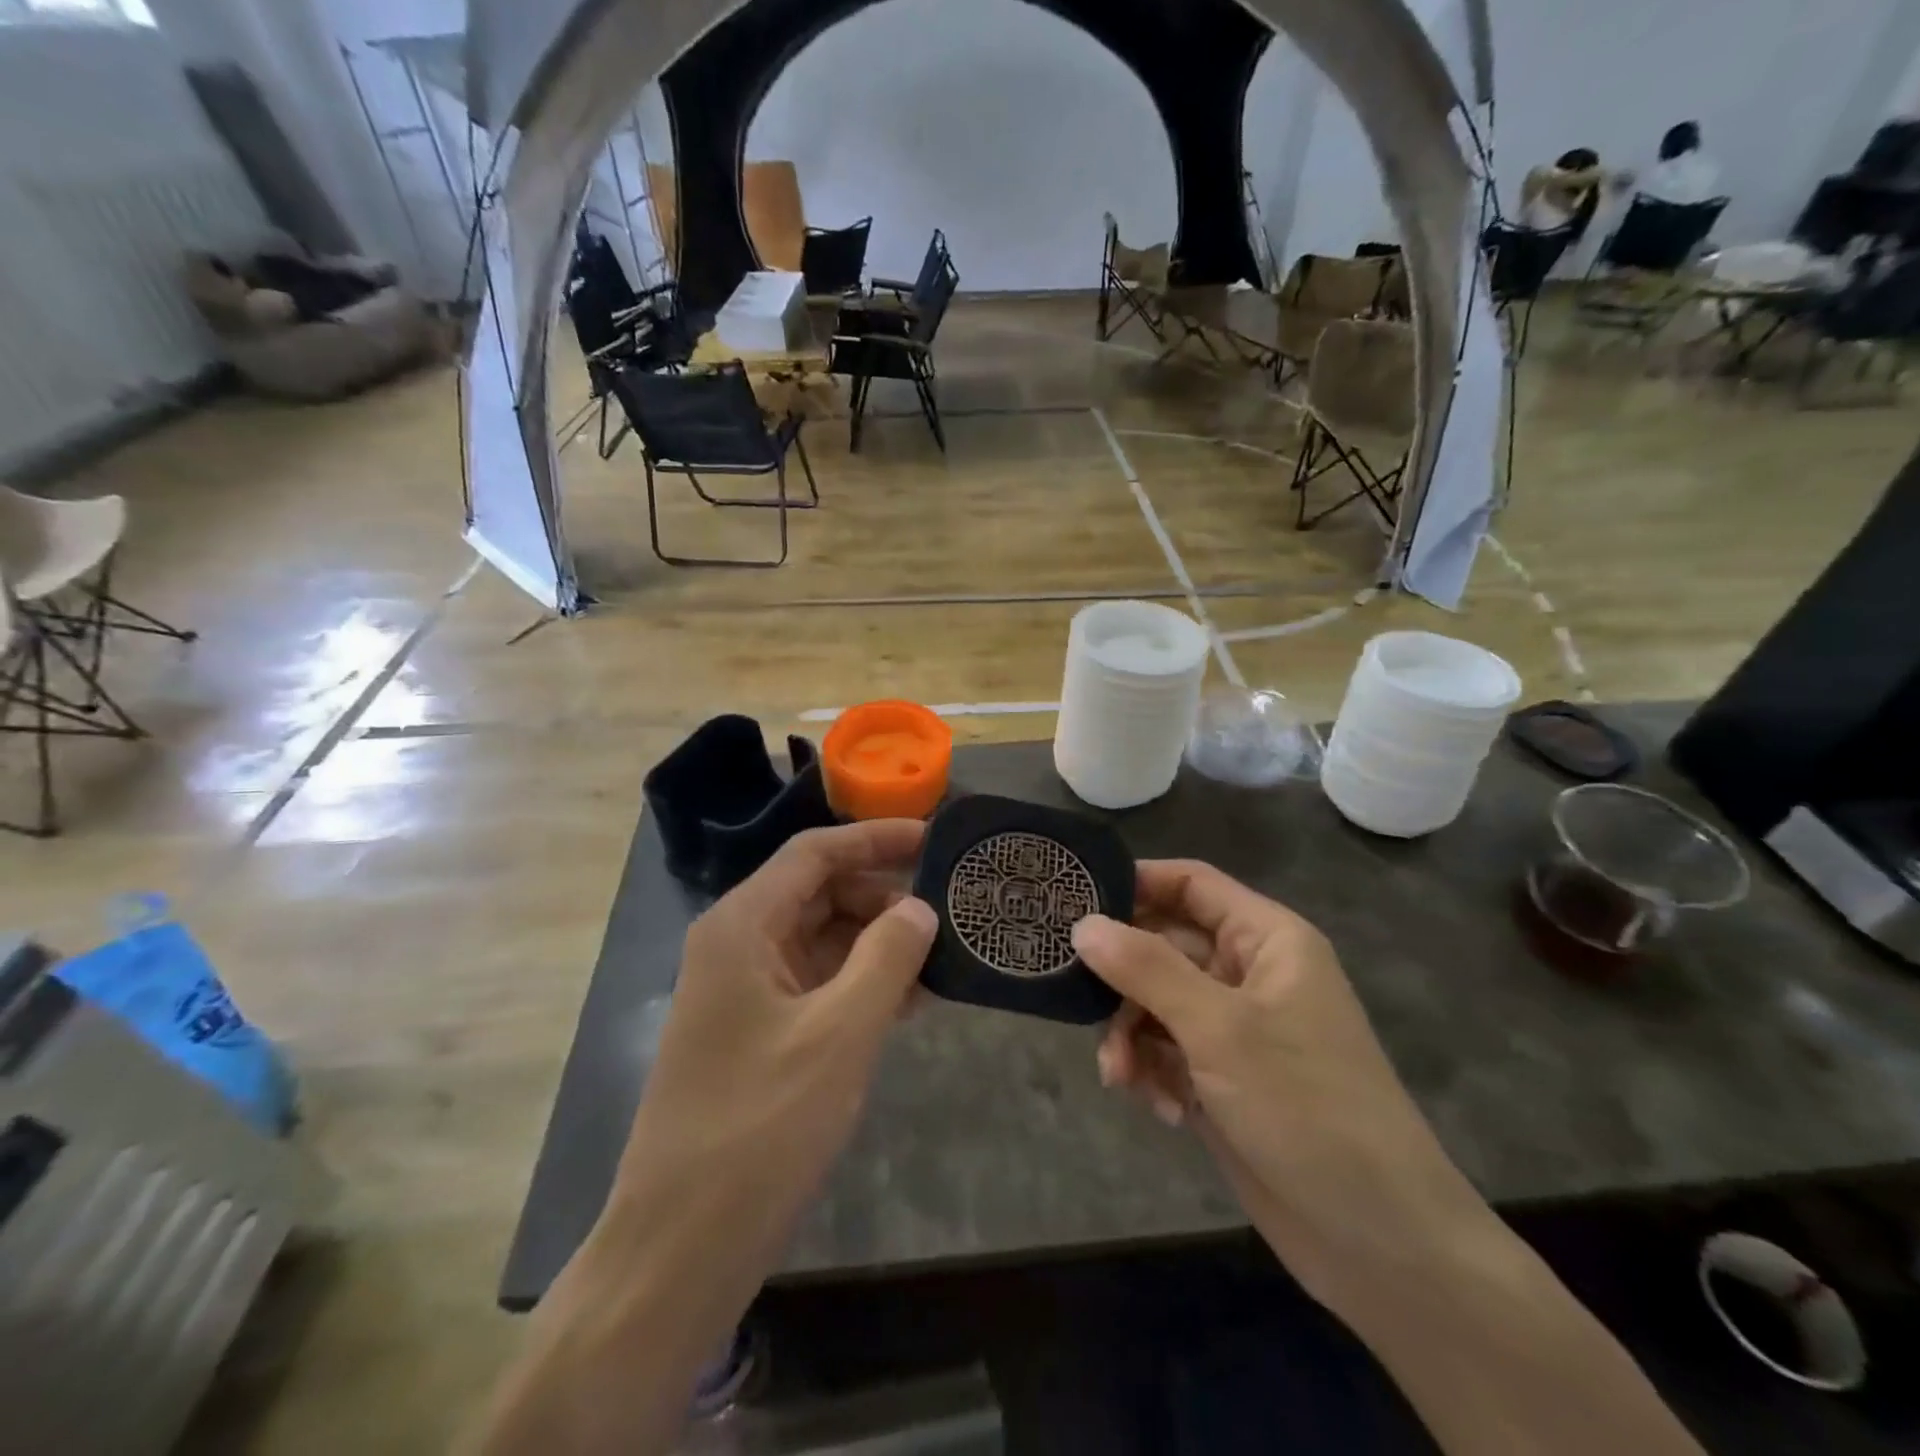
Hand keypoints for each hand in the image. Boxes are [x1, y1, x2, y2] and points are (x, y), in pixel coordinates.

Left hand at [610, 821, 937, 1259]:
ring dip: (878, 944)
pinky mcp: (758, 1033)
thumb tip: (919, 908)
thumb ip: (887, 958)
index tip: (933, 839)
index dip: (874, 839)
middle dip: (882, 897)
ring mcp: (746, 991)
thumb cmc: (759, 1127)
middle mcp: (738, 945)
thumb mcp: (839, 1035)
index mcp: (742, 926)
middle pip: (819, 892)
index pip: (814, 853)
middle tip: (947, 911)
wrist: (680, 1248)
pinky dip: (862, 984)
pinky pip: (819, 985)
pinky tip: (913, 1000)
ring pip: (823, 940)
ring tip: (941, 956)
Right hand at [1073, 861, 1493, 1310]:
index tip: (1074, 901)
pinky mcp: (1221, 1078)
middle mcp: (1247, 973)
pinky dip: (1150, 1072)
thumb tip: (1082, 924)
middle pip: (1163, 944)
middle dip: (1122, 977)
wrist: (1379, 1241)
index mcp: (1265, 940)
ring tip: (1121, 1076)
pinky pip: (1164, 1051)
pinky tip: (1161, 1109)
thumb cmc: (1306, 1108)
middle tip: (1078, 998)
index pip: (1191, 884)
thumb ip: (1146, 969)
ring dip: (1130, 1034)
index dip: (1135, 883)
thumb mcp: (1220, 1029)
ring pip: (1154, 1002)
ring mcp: (1234, 1029)